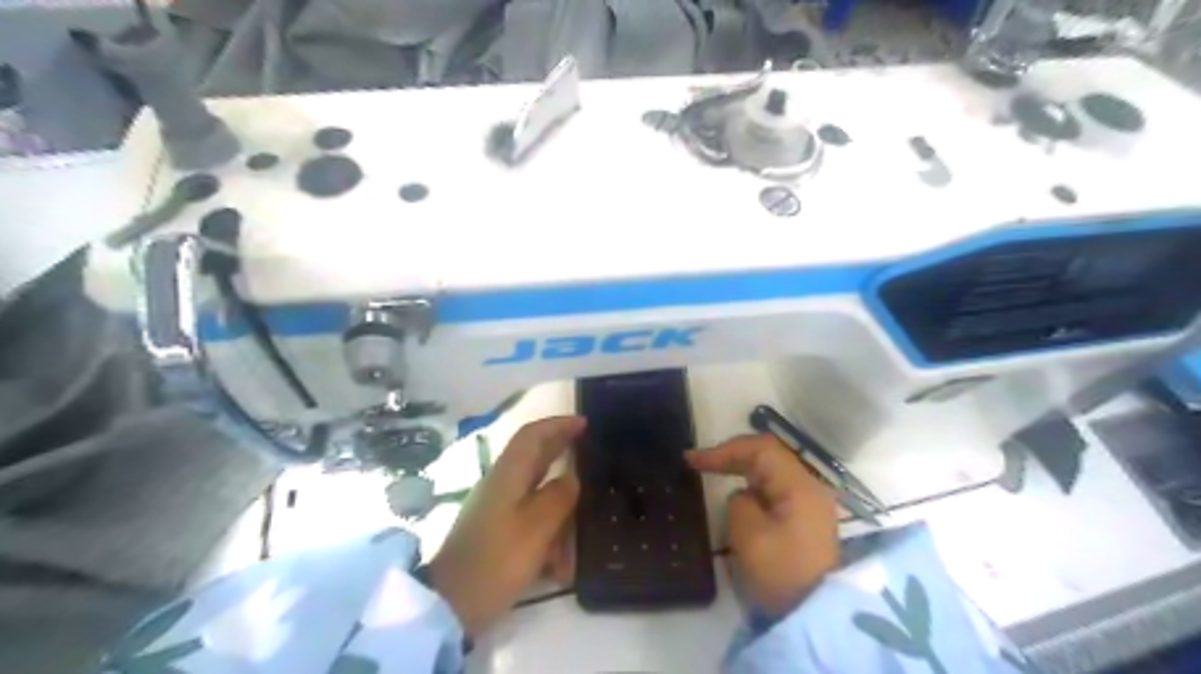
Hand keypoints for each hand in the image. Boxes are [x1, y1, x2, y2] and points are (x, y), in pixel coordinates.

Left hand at [430, 416, 584, 635]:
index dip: (558, 424)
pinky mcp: (498, 532)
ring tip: (584, 511)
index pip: (532, 435)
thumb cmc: (498, 559)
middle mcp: (502, 484)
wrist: (453, 604)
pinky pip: (531, 518)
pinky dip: (550, 527)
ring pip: (536, 489)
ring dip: (560, 499)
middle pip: (534, 456)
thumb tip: (572, 477)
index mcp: (508, 474)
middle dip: (561, 449)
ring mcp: (498, 509)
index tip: (585, 423)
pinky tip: (563, 555)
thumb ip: (559, 496)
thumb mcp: (537, 527)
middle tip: (592, 450)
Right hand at [690, 436, 837, 617]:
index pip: (761, 449)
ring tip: (713, 471)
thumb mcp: (748, 534)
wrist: (814, 617)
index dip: (725, 449)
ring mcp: (810, 504)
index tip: (693, 460)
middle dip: (732, 455)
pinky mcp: (805, 520)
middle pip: (768, 457)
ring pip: (772, 472)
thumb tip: (742, 496)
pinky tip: (737, 494)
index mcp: (800, 486)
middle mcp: (809, 487)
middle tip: (698, 462)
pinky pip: (776, 490)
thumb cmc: (780, 573)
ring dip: (741, 469)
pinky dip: (753, 487)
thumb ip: (738, 501)